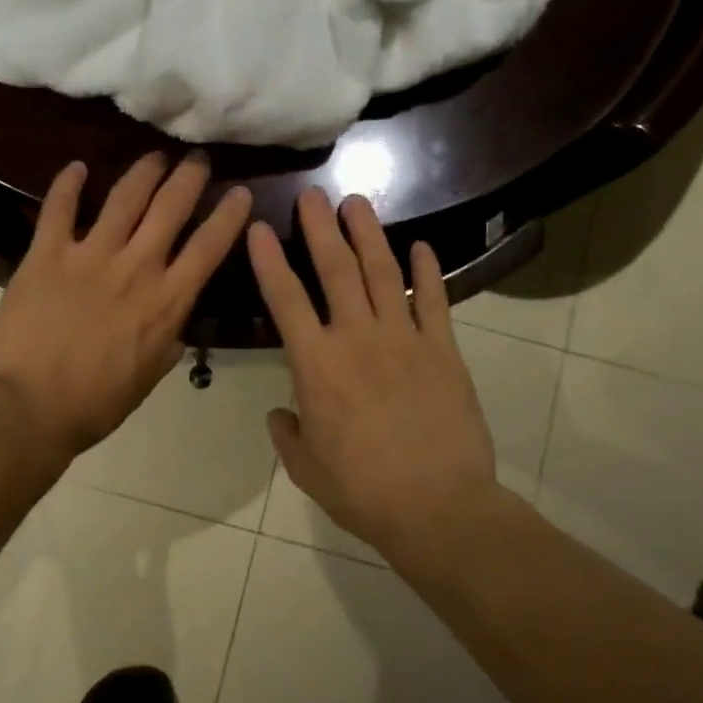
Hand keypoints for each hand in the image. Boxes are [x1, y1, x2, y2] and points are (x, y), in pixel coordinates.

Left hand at [0, 152, 252, 458]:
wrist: (27, 408)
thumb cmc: (93, 405)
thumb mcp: (146, 380)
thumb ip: (165, 344)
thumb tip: (174, 325)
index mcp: (166, 303)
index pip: (208, 248)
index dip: (228, 216)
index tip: (239, 192)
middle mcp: (136, 269)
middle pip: (170, 209)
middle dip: (188, 178)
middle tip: (197, 158)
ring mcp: (90, 257)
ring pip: (125, 198)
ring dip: (143, 172)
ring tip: (154, 156)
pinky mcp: (46, 255)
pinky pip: (59, 209)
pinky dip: (67, 184)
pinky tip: (76, 167)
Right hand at [248, 188, 508, 575]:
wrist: (437, 507)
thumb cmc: (362, 491)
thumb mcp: (307, 468)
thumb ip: (288, 434)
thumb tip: (280, 413)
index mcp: (316, 365)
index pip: (285, 300)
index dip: (269, 261)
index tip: (259, 229)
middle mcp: (357, 338)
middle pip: (335, 270)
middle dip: (321, 228)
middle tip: (313, 195)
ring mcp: (405, 339)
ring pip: (382, 273)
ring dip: (368, 235)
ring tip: (357, 203)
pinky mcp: (444, 350)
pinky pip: (434, 301)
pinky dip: (427, 271)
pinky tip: (420, 248)